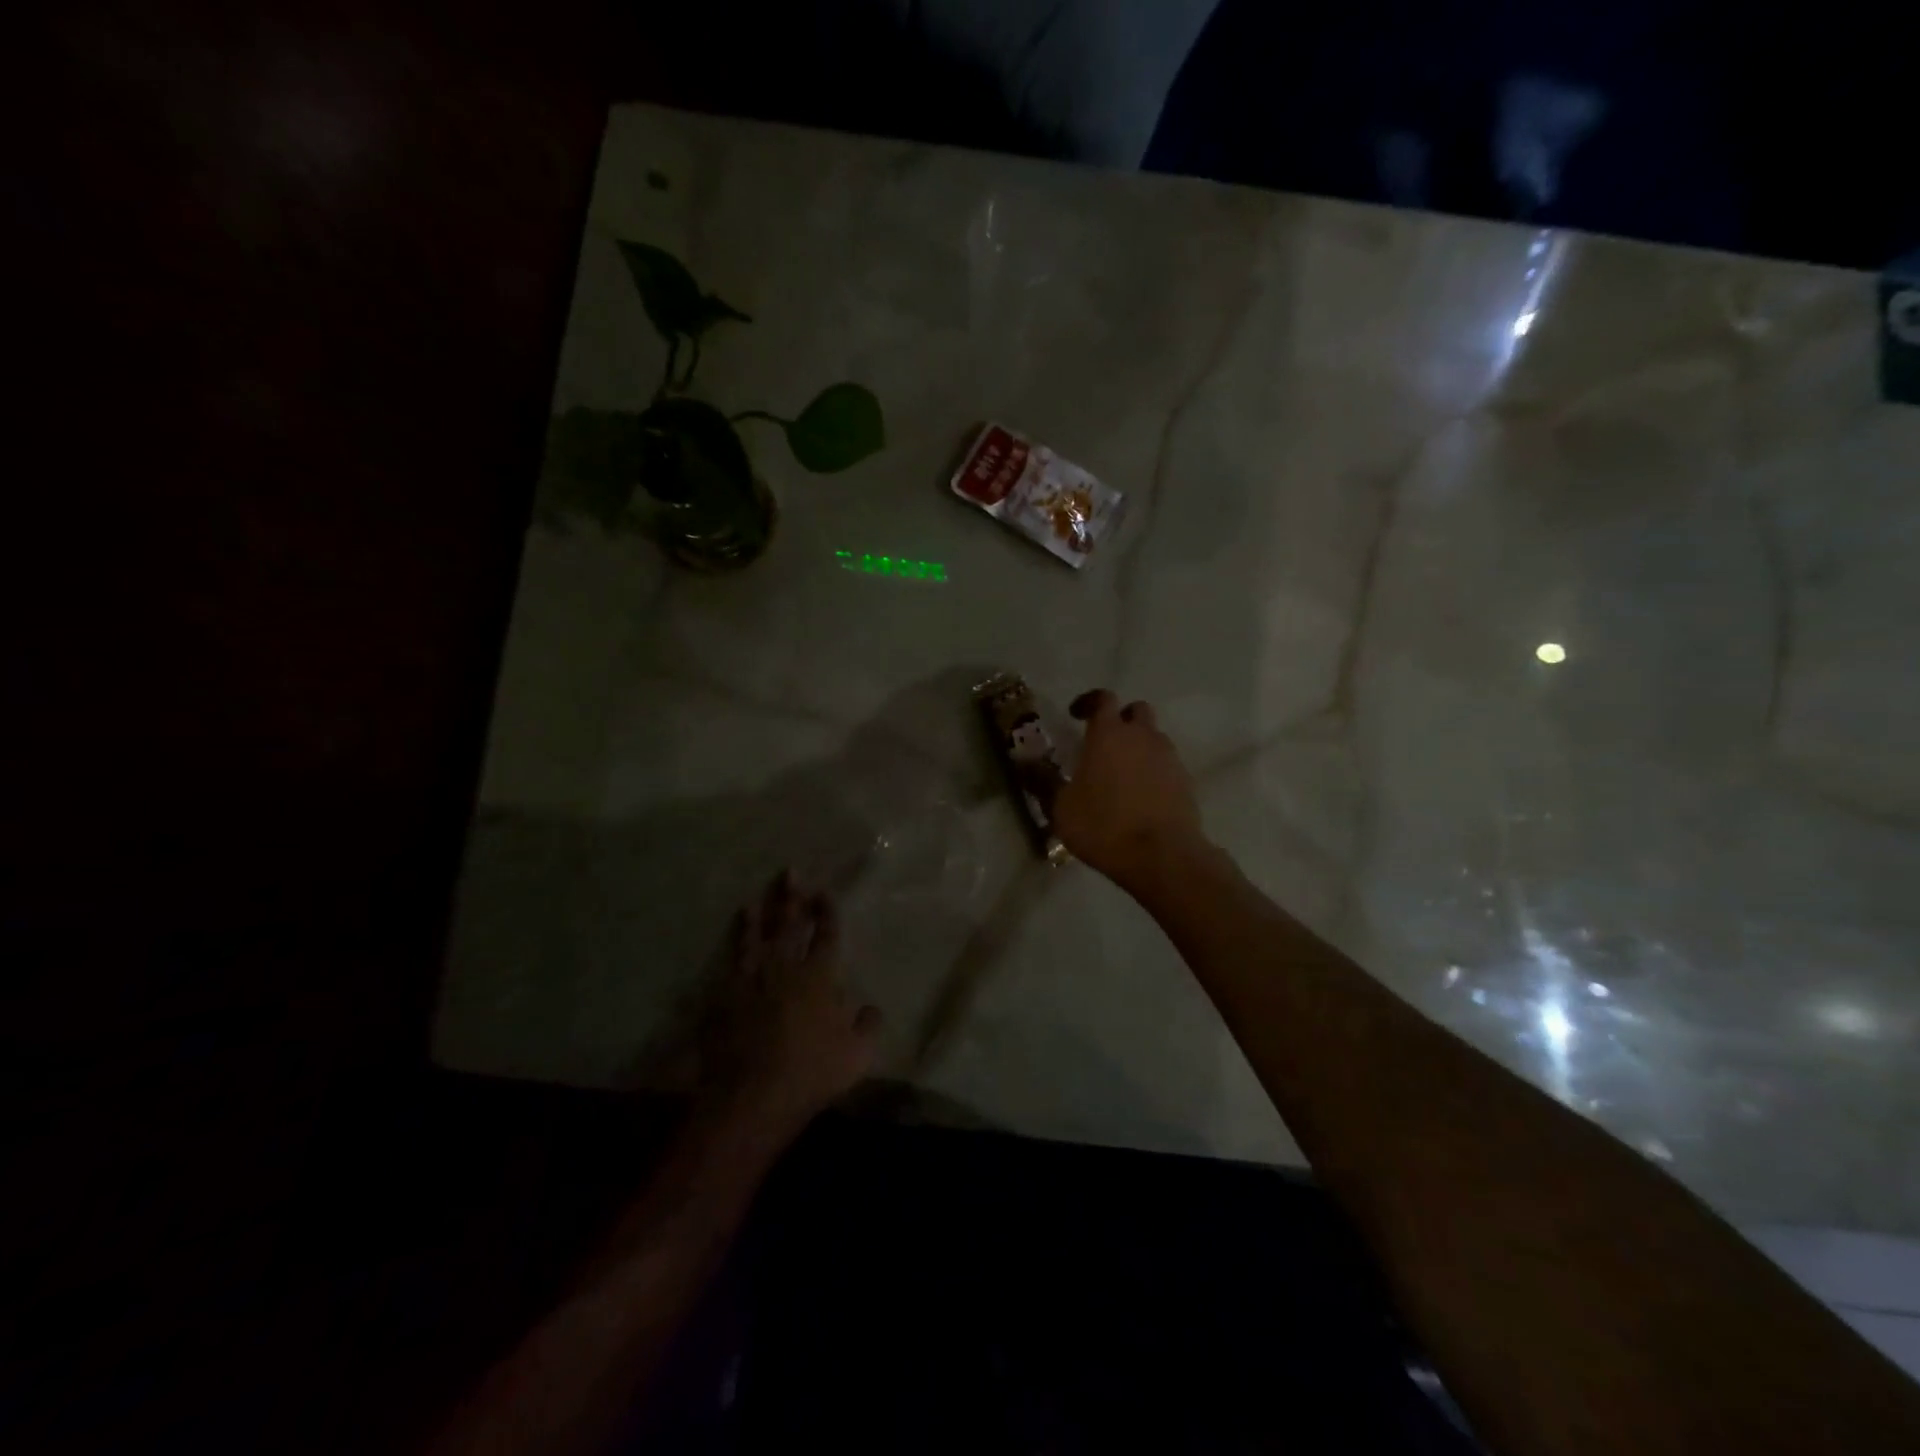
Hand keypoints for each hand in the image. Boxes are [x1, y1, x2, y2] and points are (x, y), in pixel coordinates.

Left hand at [701, 872, 880, 1137]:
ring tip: (759, 897)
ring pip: (756, 938)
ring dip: (759, 915)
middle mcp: (786, 968)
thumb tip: (871, 1008)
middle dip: (792, 897)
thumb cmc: (812, 1072)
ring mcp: (752, 980)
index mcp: (820, 977)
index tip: (824, 892)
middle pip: (790, 925)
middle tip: (790, 872)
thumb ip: (867, 1026)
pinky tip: (733, 936)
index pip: (826, 935)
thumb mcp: (856, 1054)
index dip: (827, 912)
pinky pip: (731, 961)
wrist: (753, 1094)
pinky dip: (734, 943)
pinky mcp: (726, 997)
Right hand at [1051, 690, 1207, 889]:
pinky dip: (1153, 769)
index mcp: (1109, 734)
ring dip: (1138, 744)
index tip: (1075, 714)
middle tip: (1103, 741)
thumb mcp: (1061, 807)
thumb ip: (1042, 781)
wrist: (1162, 856)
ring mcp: (1168, 757)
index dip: (1088, 701)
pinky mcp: (1185, 781)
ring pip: (1154, 737)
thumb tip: (1022, 763)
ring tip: (1121, 772)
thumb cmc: (1104, 825)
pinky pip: (1166, 764)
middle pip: (1136, 710)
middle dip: (1120, 719)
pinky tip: (1140, 794)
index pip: (1103, 698)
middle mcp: (1142, 736)